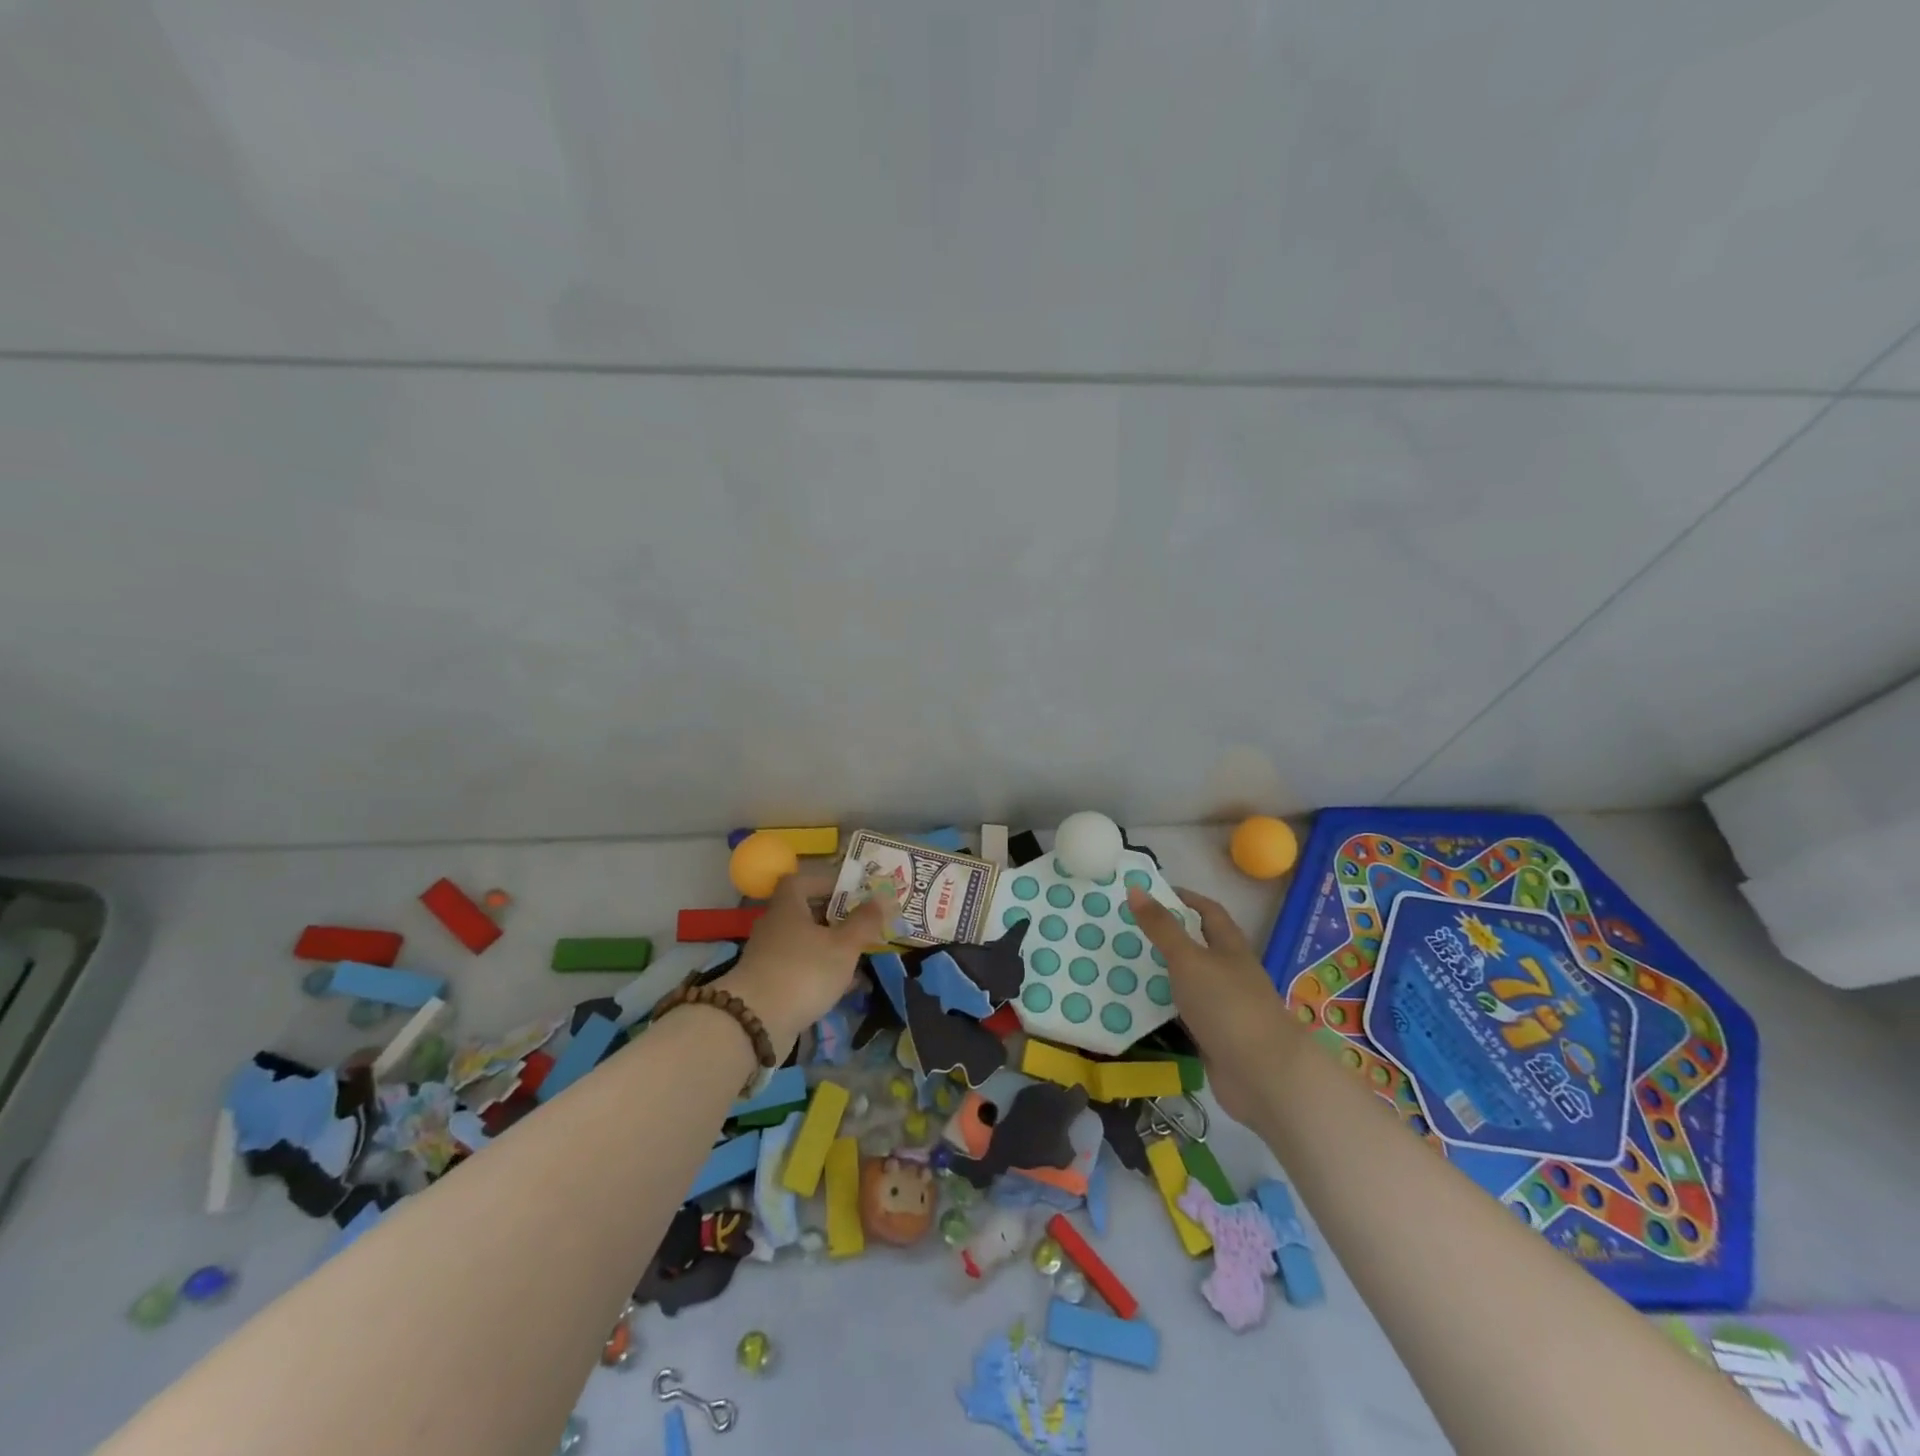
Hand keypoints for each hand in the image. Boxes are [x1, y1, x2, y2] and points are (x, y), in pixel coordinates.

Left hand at [719, 874, 883, 1052]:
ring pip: (804, 944)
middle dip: (834, 919)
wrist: (755, 1024)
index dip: (825, 882)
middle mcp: (774, 927)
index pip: (800, 881)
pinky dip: (820, 973)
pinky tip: (843, 987)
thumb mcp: (843, 945)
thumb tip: (883, 897)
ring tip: (859, 959)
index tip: (851, 892)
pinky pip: (799, 969)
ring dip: (829, 948)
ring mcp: (768, 957)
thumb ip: (864, 922)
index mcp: (787, 907)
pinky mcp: (768, 985)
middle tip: (861, 926)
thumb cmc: (803, 972)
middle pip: (804, 913)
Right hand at [1125, 886, 1291, 1124]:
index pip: (1209, 912)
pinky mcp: (1216, 1038)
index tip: (1152, 894)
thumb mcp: (1188, 959)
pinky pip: (1185, 1015)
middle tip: (1129, 930)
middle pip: (1199, 947)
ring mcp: (1225, 1008)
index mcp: (1230, 948)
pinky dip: (1165, 1008)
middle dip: (1168, 937)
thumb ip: (1161, 927)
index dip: (1184, 899)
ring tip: (1126, 965)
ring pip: (1190, 982)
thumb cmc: (1227, 1006)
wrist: (1263, 1075)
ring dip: (1164, 974)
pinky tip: (1140, 1008)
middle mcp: (1231, 973)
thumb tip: (1135, 888)